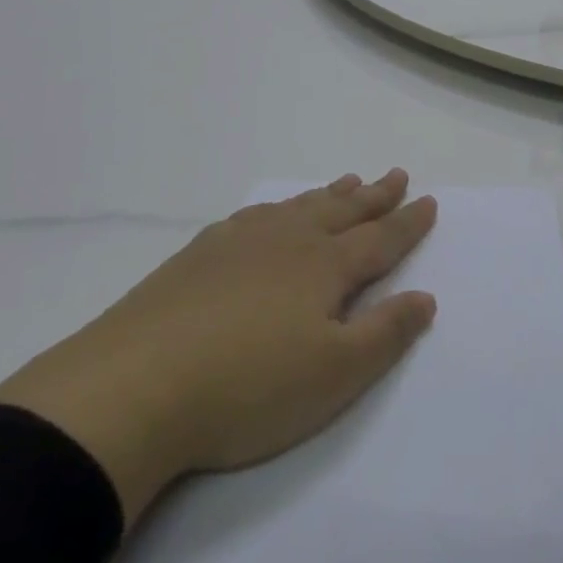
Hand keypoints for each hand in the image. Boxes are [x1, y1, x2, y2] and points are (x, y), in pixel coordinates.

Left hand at [0, 171, 437, 524]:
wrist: (133, 388)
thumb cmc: (248, 387)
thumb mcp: (334, 375)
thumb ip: (386, 334)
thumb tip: (426, 297)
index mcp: (325, 266)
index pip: (380, 239)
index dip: (408, 222)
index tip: (429, 200)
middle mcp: (289, 241)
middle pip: (342, 210)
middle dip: (374, 195)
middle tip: (396, 174)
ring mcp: (241, 242)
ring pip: (299, 207)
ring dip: (330, 194)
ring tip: (348, 180)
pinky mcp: (199, 255)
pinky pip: (255, 215)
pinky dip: (278, 207)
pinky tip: (271, 213)